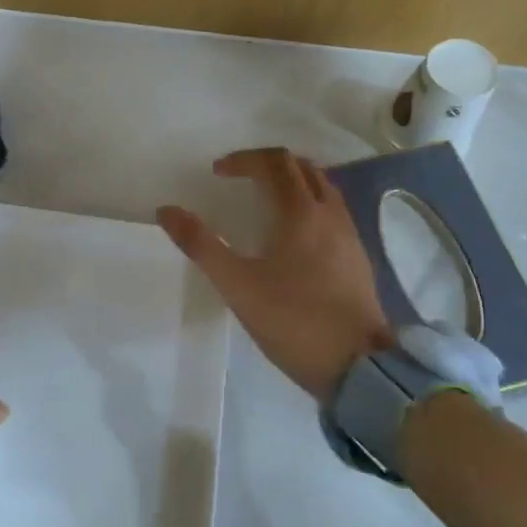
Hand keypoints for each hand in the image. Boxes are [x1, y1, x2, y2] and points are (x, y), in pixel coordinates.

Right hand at [157, 148, 391, 399]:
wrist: (360, 367)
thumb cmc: (294, 321)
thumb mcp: (237, 285)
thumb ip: (201, 244)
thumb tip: (166, 210)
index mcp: (301, 213)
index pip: (274, 163)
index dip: (243, 159)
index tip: (217, 173)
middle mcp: (330, 214)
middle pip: (302, 167)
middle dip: (268, 164)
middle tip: (240, 179)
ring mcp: (350, 236)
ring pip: (323, 187)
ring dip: (292, 182)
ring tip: (265, 201)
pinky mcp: (358, 258)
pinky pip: (333, 212)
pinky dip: (309, 204)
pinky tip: (294, 236)